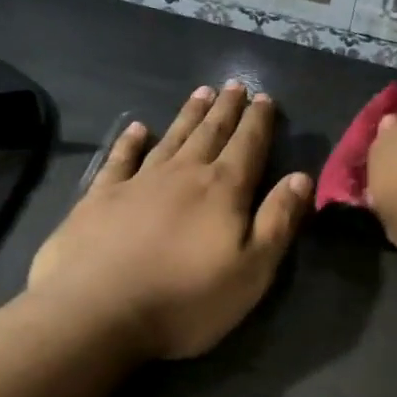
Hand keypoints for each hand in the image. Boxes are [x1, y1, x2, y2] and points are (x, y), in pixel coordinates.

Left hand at [27, 83, 313, 359]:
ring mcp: (137, 182)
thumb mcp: (252, 270)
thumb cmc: (186, 299)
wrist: (96, 312)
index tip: (265, 98)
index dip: (259, 122)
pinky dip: (131, 141)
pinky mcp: (100, 198)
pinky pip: (121, 159)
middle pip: (210, 134)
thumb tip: (301, 177)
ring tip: (200, 93)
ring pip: (171, 139)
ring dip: (188, 116)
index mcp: (223, 190)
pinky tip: (138, 129)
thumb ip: (278, 221)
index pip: (248, 146)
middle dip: (226, 109)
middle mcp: (183, 175)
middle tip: (235, 85)